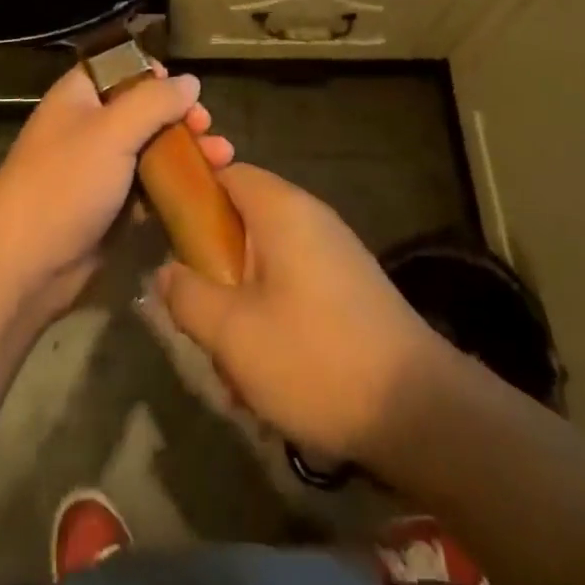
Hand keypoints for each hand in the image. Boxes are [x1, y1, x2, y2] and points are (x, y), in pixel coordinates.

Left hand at [0, 64, 232, 318]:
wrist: (25, 265)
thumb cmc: (64, 183)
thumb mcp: (111, 131)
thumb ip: (154, 102)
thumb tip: (190, 81)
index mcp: (79, 96)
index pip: (119, 67)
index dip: (153, 74)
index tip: (183, 90)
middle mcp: (89, 126)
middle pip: (143, 109)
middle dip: (180, 116)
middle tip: (207, 127)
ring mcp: (99, 169)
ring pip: (151, 149)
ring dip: (187, 150)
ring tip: (224, 156)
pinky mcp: (111, 207)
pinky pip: (149, 187)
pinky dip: (175, 184)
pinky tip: (206, 187)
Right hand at [156, 164, 441, 464]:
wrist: (420, 411)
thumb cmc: (316, 358)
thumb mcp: (233, 333)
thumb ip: (188, 295)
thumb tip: (165, 271)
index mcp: (281, 209)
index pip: (225, 172)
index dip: (190, 195)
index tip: (164, 234)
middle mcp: (310, 218)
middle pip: (242, 221)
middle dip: (214, 269)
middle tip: (199, 315)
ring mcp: (334, 253)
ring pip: (265, 263)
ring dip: (241, 305)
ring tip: (234, 365)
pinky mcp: (349, 288)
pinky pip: (293, 286)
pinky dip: (272, 318)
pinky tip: (269, 375)